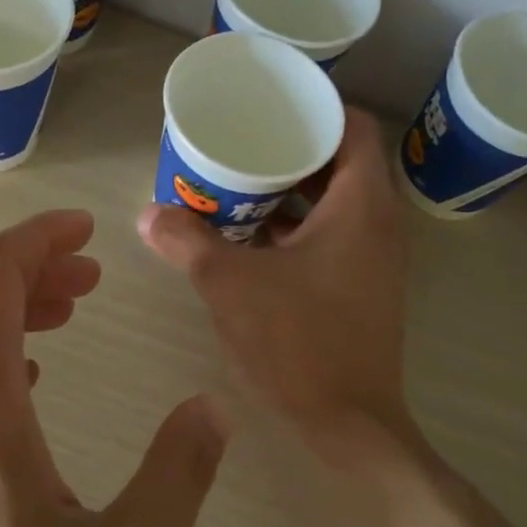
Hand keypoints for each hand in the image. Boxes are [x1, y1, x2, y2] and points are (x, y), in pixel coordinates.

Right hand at [137, 108, 412, 463]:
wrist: (347, 421)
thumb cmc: (297, 341)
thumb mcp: (230, 284)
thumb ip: (187, 241)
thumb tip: (148, 214)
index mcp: (361, 204)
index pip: (353, 125)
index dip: (315, 107)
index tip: (271, 105)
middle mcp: (379, 223)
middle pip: (342, 161)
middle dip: (292, 149)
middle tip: (243, 142)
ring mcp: (374, 258)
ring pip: (336, 201)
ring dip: (293, 191)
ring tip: (241, 184)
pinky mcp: (363, 286)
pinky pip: (333, 235)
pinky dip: (298, 226)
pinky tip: (252, 237)